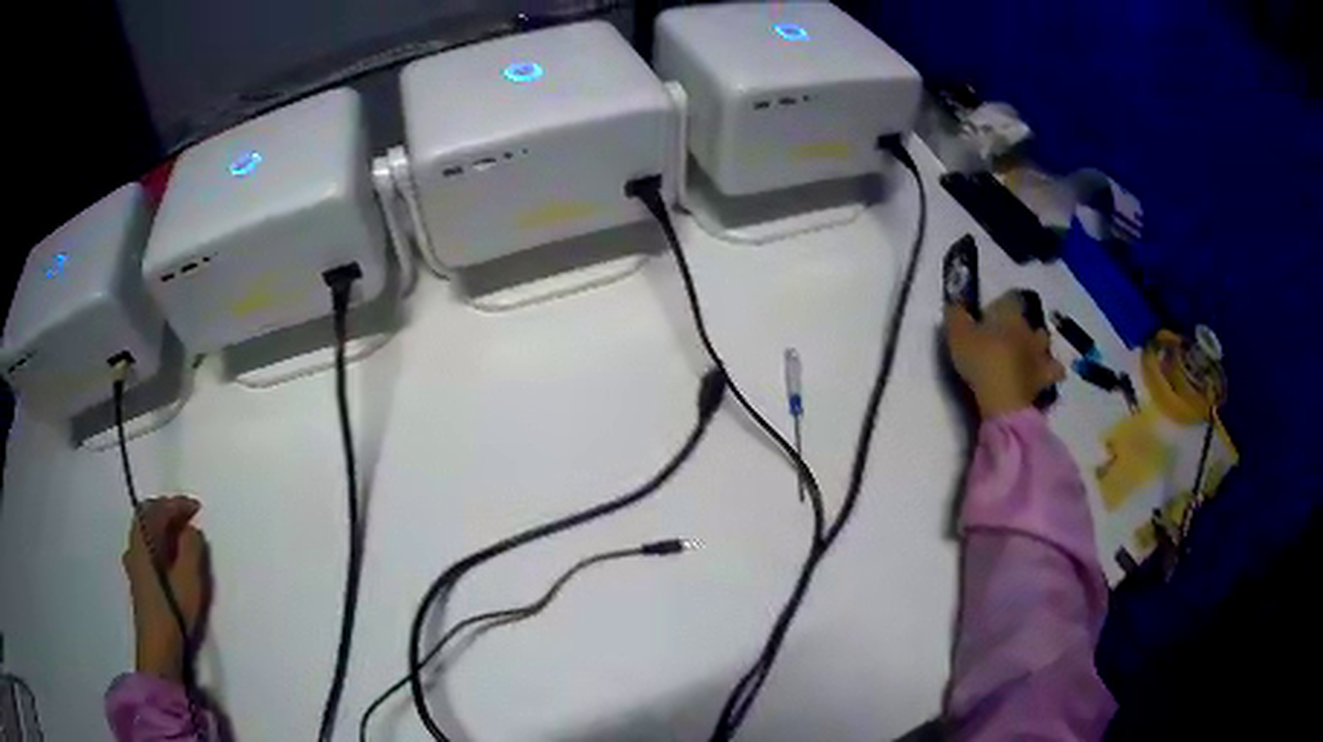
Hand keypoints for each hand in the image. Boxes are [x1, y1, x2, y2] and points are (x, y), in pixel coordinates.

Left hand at [123, 495, 208, 680]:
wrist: (158, 648)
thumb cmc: (173, 611)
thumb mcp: (189, 579)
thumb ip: (191, 548)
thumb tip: (191, 530)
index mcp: (144, 540)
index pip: (158, 509)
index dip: (177, 504)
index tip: (197, 508)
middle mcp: (134, 545)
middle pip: (147, 516)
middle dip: (166, 511)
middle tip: (187, 516)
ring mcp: (134, 563)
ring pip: (145, 532)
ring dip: (161, 526)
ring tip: (180, 534)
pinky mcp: (138, 579)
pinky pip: (146, 546)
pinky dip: (157, 541)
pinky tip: (167, 555)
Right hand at [945, 291, 1064, 418]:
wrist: (1003, 400)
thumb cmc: (981, 361)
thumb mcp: (957, 335)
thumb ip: (956, 316)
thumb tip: (954, 304)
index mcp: (1011, 316)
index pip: (1012, 298)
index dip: (1004, 301)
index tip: (993, 310)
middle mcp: (1029, 332)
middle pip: (1033, 323)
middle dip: (1026, 328)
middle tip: (1012, 337)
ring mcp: (1040, 356)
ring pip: (1047, 346)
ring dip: (1041, 348)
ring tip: (1031, 357)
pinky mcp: (1043, 381)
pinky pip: (1053, 373)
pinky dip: (1050, 374)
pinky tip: (1042, 378)